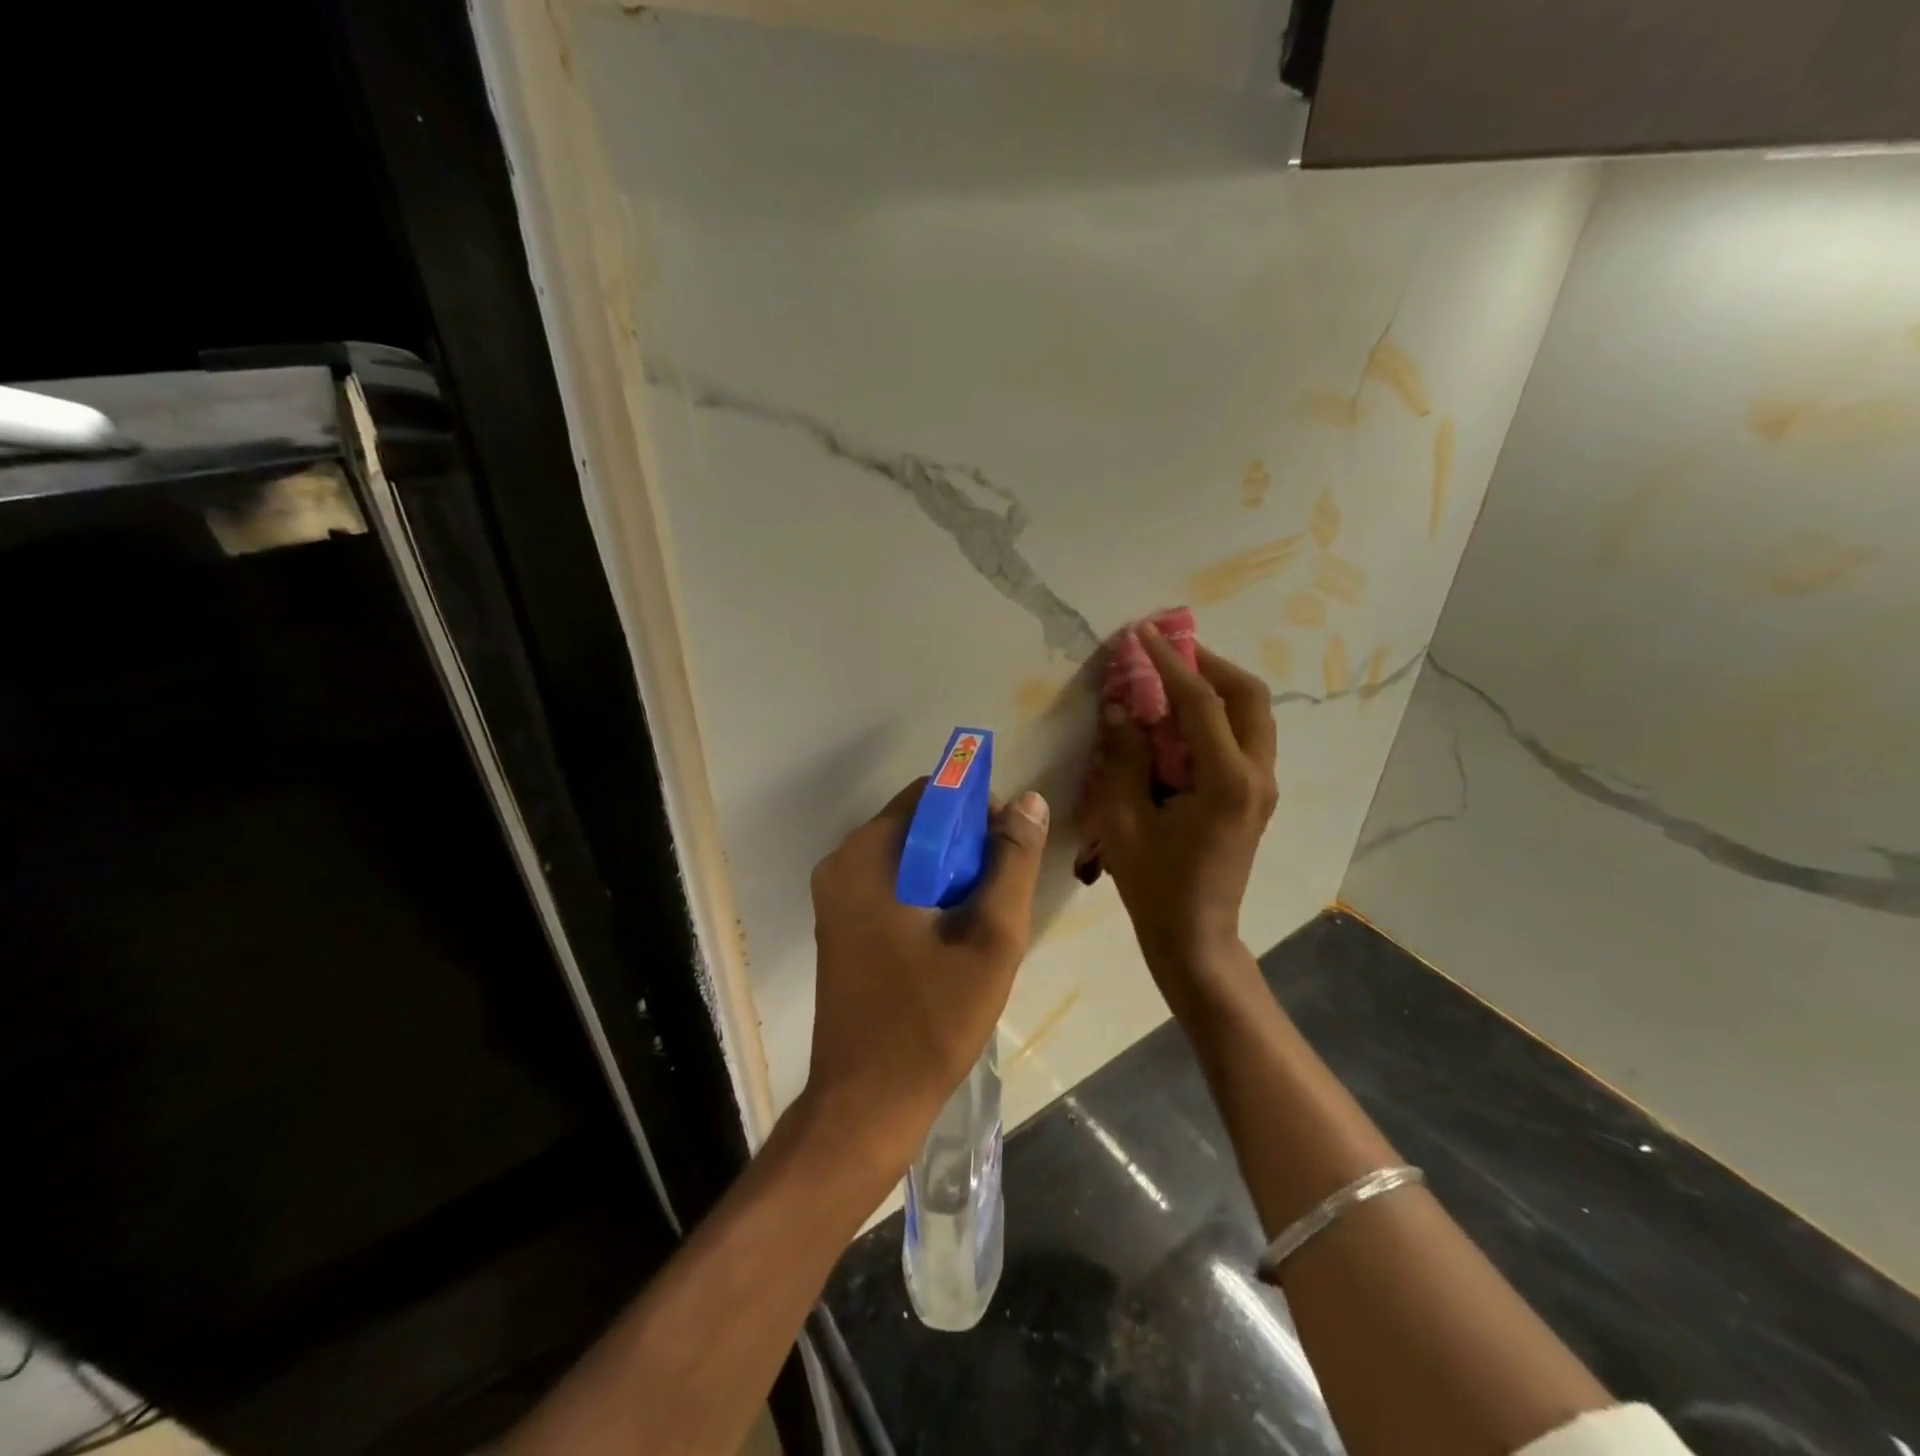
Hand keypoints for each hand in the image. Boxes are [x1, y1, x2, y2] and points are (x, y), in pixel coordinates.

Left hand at [804, 779, 1050, 1175]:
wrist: (865, 1106)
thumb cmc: (930, 1022)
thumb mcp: (990, 938)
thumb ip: (1012, 863)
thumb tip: (1028, 800)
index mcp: (867, 857)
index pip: (932, 796)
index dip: (978, 811)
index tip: (1008, 853)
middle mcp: (841, 865)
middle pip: (919, 826)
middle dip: (966, 849)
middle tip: (999, 898)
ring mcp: (835, 897)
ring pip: (909, 858)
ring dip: (950, 876)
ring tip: (980, 925)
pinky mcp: (840, 926)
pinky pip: (892, 887)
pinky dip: (927, 897)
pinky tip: (952, 941)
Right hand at [1082, 624, 1277, 982]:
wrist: (1195, 937)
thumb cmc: (1154, 885)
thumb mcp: (1123, 820)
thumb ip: (1123, 757)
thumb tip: (1120, 707)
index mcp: (1226, 781)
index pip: (1200, 702)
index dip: (1169, 663)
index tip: (1142, 634)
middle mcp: (1257, 775)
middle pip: (1248, 695)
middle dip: (1208, 663)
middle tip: (1166, 653)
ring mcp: (1263, 786)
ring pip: (1253, 713)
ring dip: (1216, 687)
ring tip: (1171, 679)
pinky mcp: (1256, 795)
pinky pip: (1244, 736)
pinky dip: (1217, 715)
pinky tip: (1180, 721)